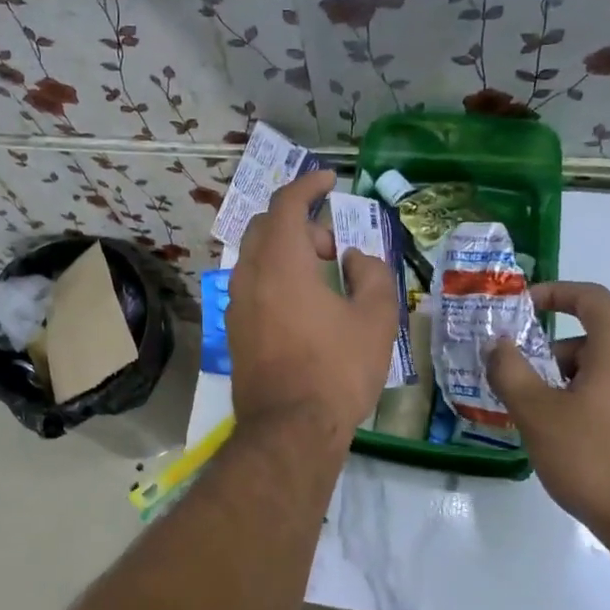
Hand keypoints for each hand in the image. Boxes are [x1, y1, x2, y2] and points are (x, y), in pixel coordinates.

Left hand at [227, 170, 397, 441]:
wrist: (289, 429)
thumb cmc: (337, 370)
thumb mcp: (375, 319)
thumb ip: (371, 274)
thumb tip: (354, 258)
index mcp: (281, 262)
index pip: (287, 204)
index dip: (308, 184)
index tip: (329, 179)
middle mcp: (249, 275)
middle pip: (266, 226)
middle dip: (300, 223)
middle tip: (333, 246)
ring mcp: (236, 303)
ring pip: (256, 256)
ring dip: (287, 251)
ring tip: (322, 276)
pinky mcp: (234, 329)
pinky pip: (252, 284)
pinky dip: (275, 276)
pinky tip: (303, 304)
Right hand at [485, 281, 609, 536]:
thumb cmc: (594, 457)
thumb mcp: (536, 412)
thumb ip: (510, 370)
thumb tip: (497, 344)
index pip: (589, 297)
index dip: (553, 293)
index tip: (522, 307)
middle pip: (596, 338)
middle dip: (554, 354)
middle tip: (523, 382)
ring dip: (573, 381)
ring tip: (545, 417)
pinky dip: (597, 401)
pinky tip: (577, 439)